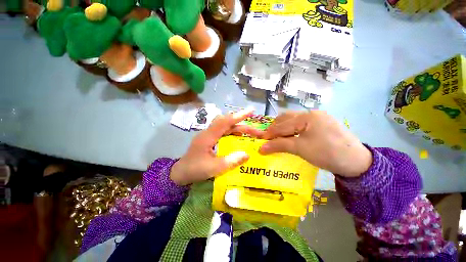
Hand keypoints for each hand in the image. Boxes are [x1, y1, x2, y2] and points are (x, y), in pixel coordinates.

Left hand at [170, 108, 262, 184]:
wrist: (180, 174)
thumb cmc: (195, 170)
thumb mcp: (215, 168)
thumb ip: (231, 161)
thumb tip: (247, 154)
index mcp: (208, 136)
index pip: (225, 122)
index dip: (239, 115)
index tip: (252, 111)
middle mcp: (207, 133)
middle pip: (226, 123)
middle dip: (241, 124)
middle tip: (256, 131)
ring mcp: (206, 137)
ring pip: (223, 127)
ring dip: (236, 128)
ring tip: (249, 133)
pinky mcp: (206, 142)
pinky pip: (221, 133)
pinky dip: (231, 133)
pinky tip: (237, 139)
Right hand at [259, 111, 371, 176]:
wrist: (353, 159)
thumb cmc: (326, 152)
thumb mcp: (302, 149)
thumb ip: (281, 145)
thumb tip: (261, 148)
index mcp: (307, 116)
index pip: (283, 124)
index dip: (270, 133)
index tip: (259, 141)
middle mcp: (314, 113)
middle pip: (290, 118)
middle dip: (277, 128)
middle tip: (268, 139)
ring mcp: (323, 119)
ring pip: (300, 122)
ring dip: (288, 129)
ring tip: (280, 139)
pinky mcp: (328, 126)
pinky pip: (308, 126)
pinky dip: (298, 131)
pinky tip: (297, 139)